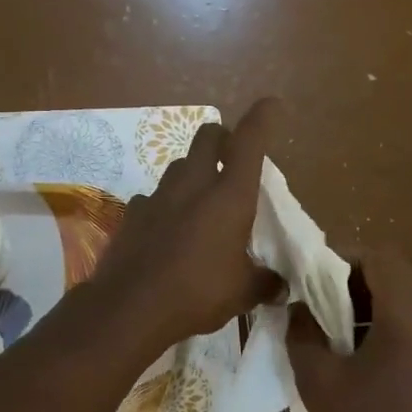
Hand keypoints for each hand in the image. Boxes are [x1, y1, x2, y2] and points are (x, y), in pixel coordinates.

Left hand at [92, 98, 284, 347]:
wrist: (131, 307)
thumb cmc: (198, 291)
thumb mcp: (243, 292)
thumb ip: (264, 282)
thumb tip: (280, 286)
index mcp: (229, 194)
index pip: (249, 140)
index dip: (262, 117)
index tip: (271, 105)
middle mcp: (193, 183)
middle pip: (207, 136)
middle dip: (222, 138)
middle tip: (231, 159)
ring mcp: (158, 195)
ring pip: (178, 165)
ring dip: (193, 173)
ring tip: (200, 201)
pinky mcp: (132, 213)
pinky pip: (152, 197)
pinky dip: (164, 205)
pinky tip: (167, 230)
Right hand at [288, 247, 411, 411]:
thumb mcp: (320, 380)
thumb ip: (302, 333)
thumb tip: (296, 309)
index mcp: (410, 316)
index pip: (379, 257)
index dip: (341, 258)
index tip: (308, 277)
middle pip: (394, 274)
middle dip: (350, 280)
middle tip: (313, 301)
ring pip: (404, 299)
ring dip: (366, 303)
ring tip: (328, 329)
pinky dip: (382, 324)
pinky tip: (354, 355)